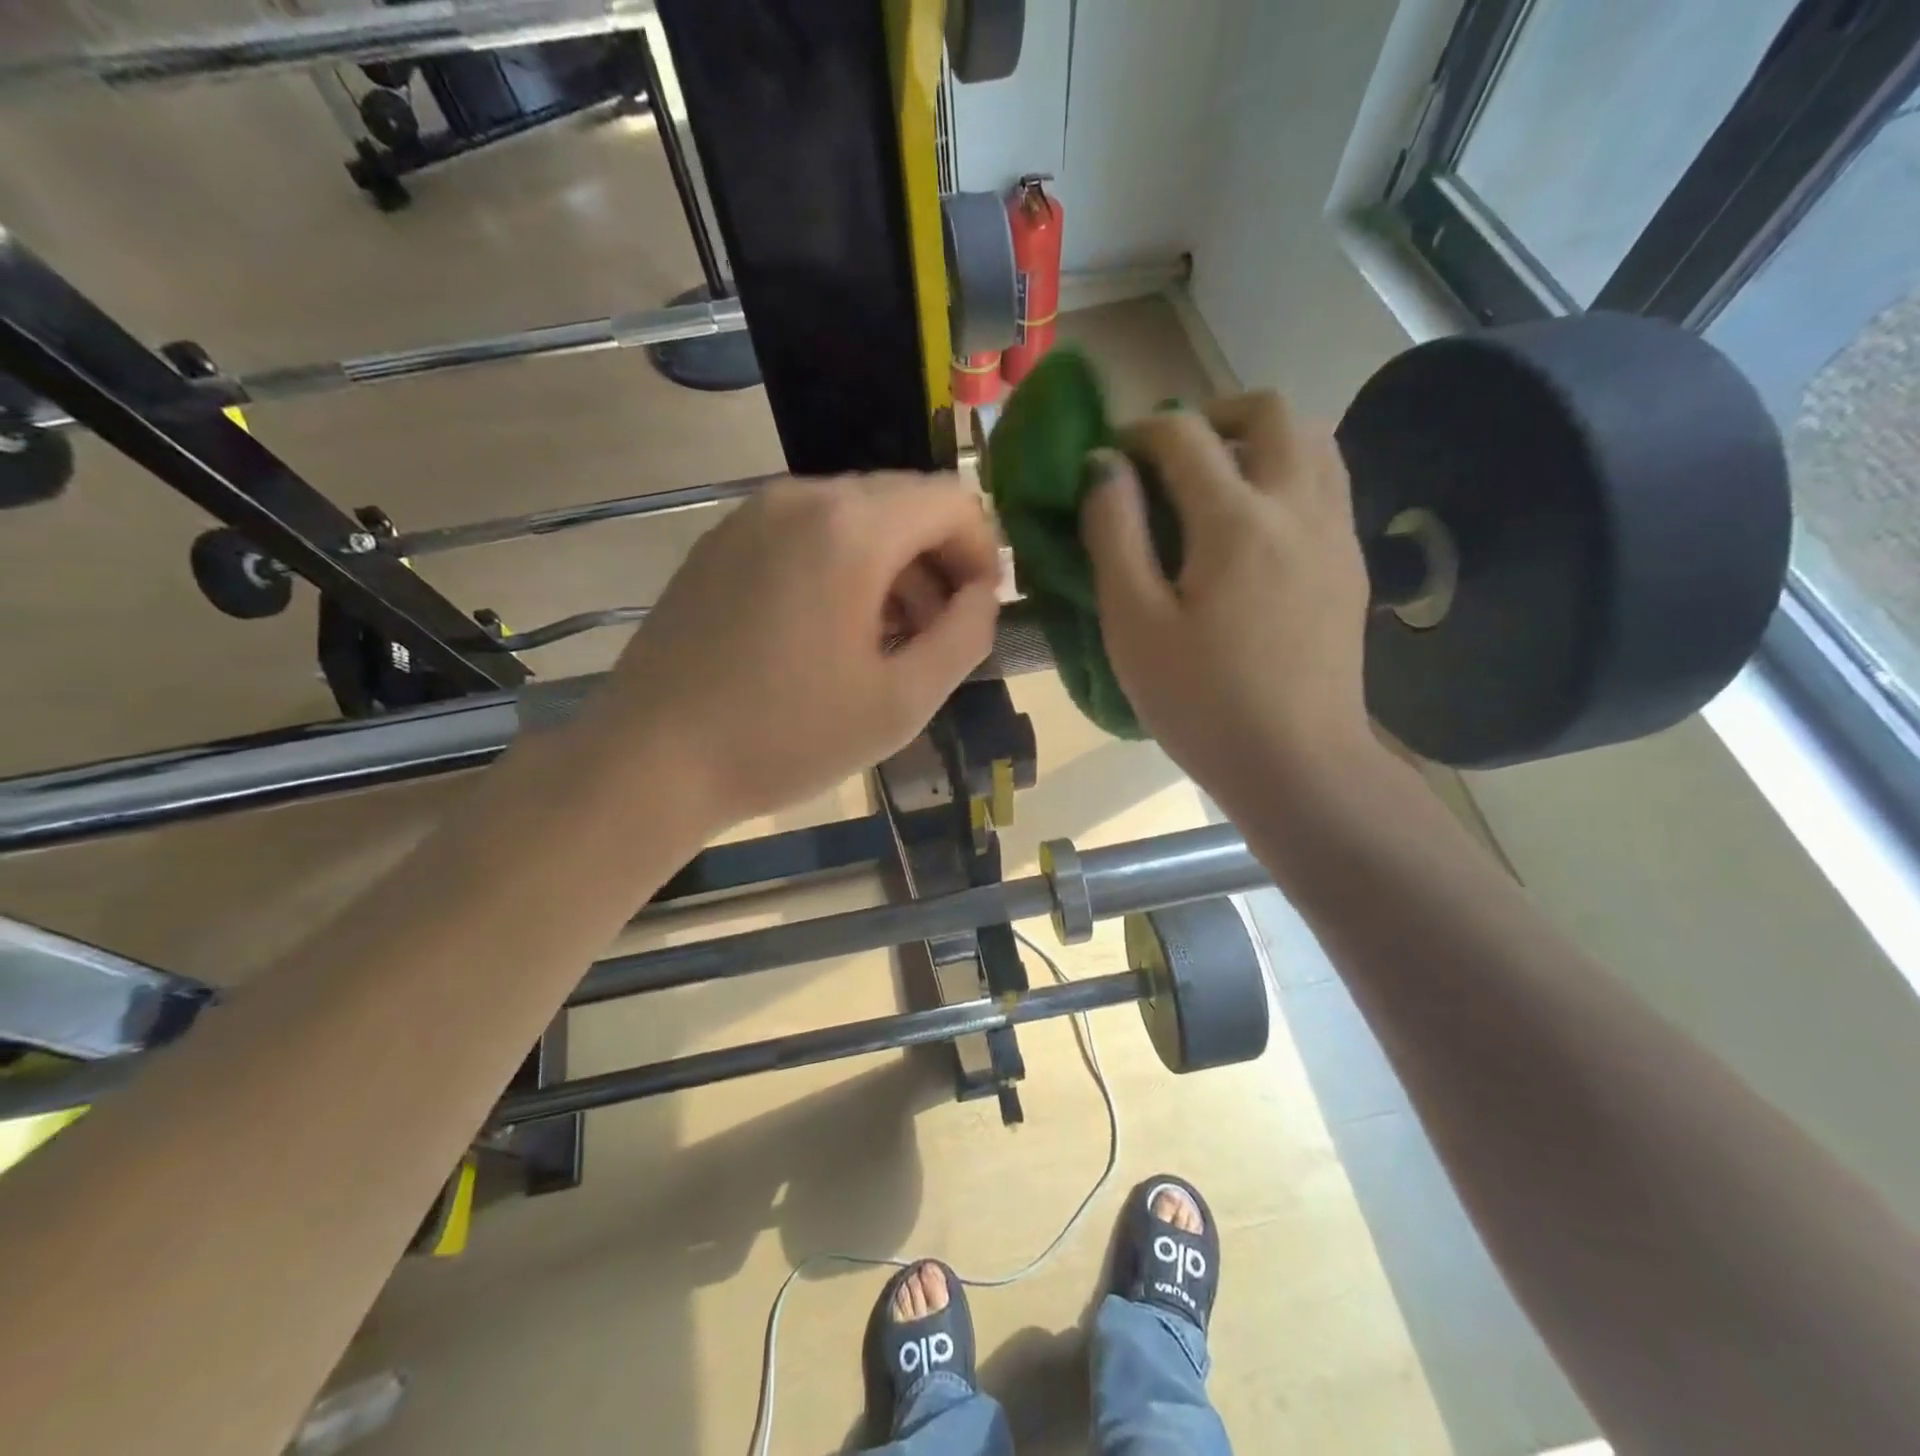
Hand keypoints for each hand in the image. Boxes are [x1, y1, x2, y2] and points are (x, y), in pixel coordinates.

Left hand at [585, 475, 1000, 829]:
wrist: (651, 761)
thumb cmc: (786, 736)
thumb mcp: (903, 701)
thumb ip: (966, 636)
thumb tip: (980, 596)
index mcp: (851, 527)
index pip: (952, 501)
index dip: (982, 553)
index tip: (977, 612)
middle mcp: (800, 497)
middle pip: (903, 503)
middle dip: (937, 562)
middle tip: (934, 636)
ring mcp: (751, 515)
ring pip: (853, 518)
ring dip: (890, 568)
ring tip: (884, 642)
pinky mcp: (719, 542)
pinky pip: (805, 534)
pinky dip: (840, 568)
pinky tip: (827, 633)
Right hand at [1080, 393, 1373, 799]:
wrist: (1297, 763)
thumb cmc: (1200, 702)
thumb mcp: (1133, 624)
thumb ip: (1113, 534)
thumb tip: (1104, 468)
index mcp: (1235, 520)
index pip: (1184, 435)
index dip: (1138, 433)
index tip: (1110, 460)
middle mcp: (1297, 505)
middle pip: (1267, 411)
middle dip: (1210, 416)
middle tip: (1170, 457)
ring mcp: (1335, 531)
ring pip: (1311, 439)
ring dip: (1258, 439)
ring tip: (1216, 482)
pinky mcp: (1351, 562)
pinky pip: (1327, 482)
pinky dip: (1287, 473)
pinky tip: (1255, 525)